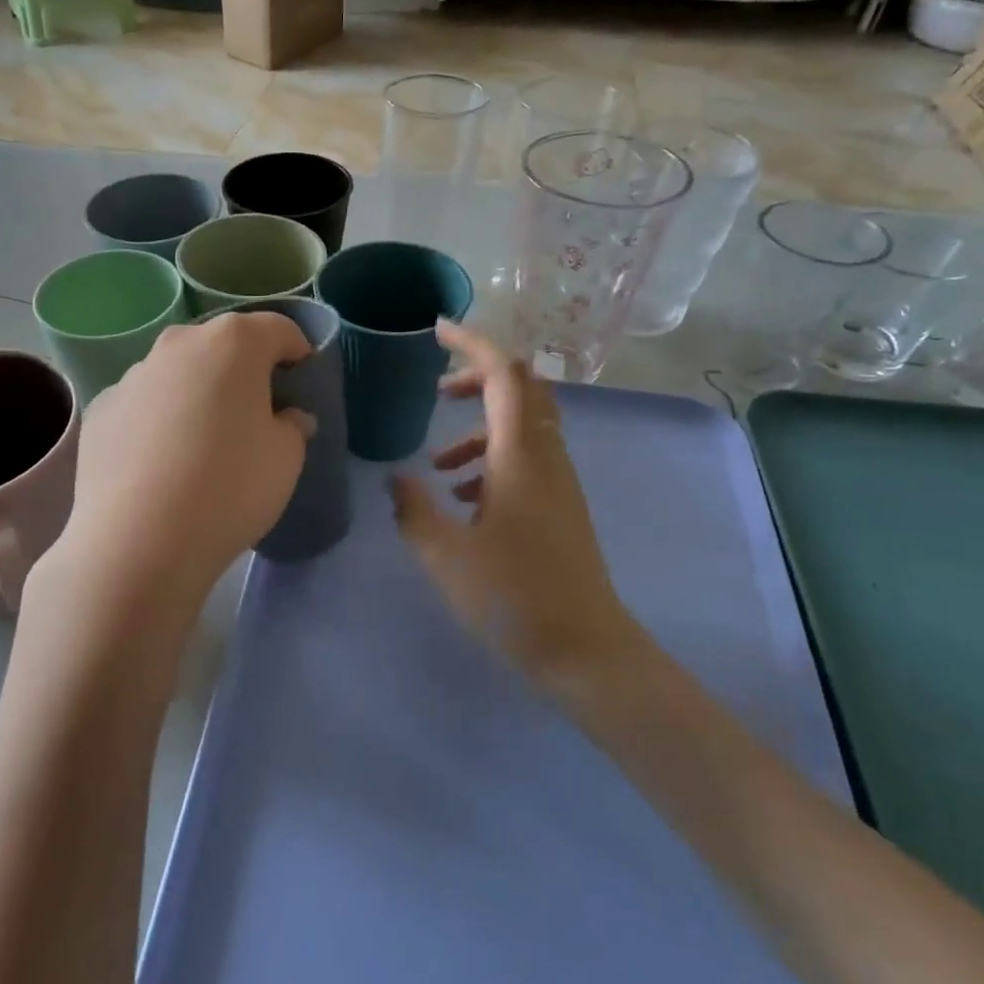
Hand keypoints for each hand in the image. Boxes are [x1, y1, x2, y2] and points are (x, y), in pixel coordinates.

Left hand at [50, 311, 315, 617]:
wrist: (138, 542)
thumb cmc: (230, 488)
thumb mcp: (286, 459)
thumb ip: (293, 427)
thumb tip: (287, 418)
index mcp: (233, 343)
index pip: (277, 329)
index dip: (297, 351)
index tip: (302, 380)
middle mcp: (179, 344)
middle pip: (222, 345)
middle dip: (243, 369)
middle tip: (256, 411)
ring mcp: (133, 375)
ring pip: (179, 372)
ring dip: (197, 392)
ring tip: (204, 441)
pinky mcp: (100, 409)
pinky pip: (144, 404)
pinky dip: (158, 419)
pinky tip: (162, 463)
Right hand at [389, 320, 646, 687]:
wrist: (586, 652)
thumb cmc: (514, 598)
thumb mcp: (445, 556)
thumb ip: (414, 510)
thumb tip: (397, 480)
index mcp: (520, 455)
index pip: (505, 373)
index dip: (472, 343)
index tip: (437, 331)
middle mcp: (546, 457)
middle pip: (522, 388)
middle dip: (479, 376)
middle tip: (438, 388)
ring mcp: (558, 482)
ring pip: (522, 426)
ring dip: (480, 427)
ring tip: (438, 463)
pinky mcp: (560, 507)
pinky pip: (526, 459)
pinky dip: (492, 459)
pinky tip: (463, 499)